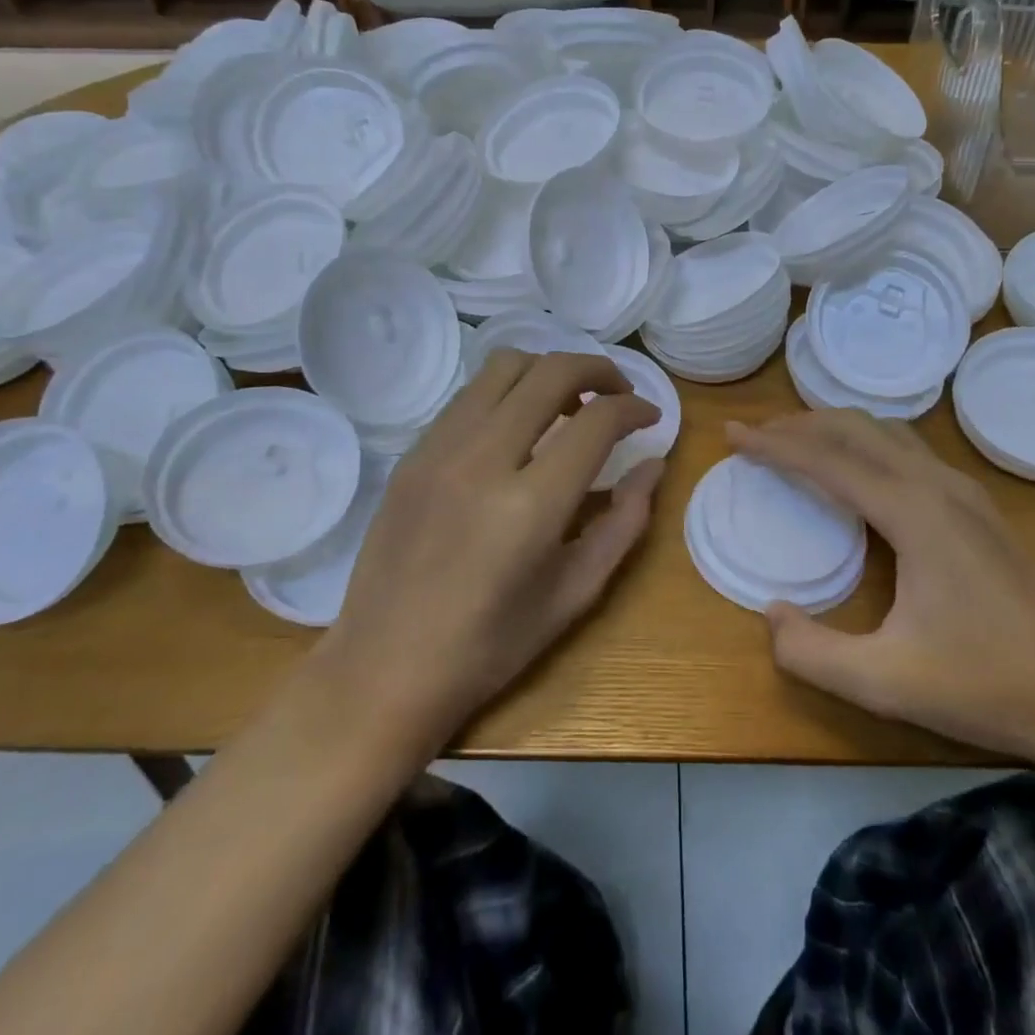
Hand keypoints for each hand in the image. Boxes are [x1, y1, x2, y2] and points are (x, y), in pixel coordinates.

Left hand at [313, 351, 662, 750]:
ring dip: (550, 371)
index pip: (597, 420)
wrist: (382, 668)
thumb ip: (625, 522)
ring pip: (505, 366)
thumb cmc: (489, 647)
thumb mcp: (575, 593)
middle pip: (552, 371)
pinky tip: (519, 427)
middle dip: (599, 370)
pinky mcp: (412, 453)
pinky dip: (509, 392)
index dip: (635, 409)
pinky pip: (470, 395)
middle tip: (619, 395)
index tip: (650, 419)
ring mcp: (439, 449)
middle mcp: (483, 460)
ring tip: (569, 405)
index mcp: (530, 505)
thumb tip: (653, 465)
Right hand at [730, 410, 1034, 762]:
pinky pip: (908, 451)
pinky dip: (867, 445)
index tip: (733, 434)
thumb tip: (770, 614)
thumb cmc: (986, 684)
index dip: (774, 445)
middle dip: (801, 425)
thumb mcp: (884, 682)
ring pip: (888, 433)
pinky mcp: (978, 507)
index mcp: (912, 513)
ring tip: (798, 443)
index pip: (828, 461)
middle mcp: (937, 485)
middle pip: (857, 429)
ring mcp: (964, 492)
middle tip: (757, 436)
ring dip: (836, 429)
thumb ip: (812, 652)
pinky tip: (858, 474)